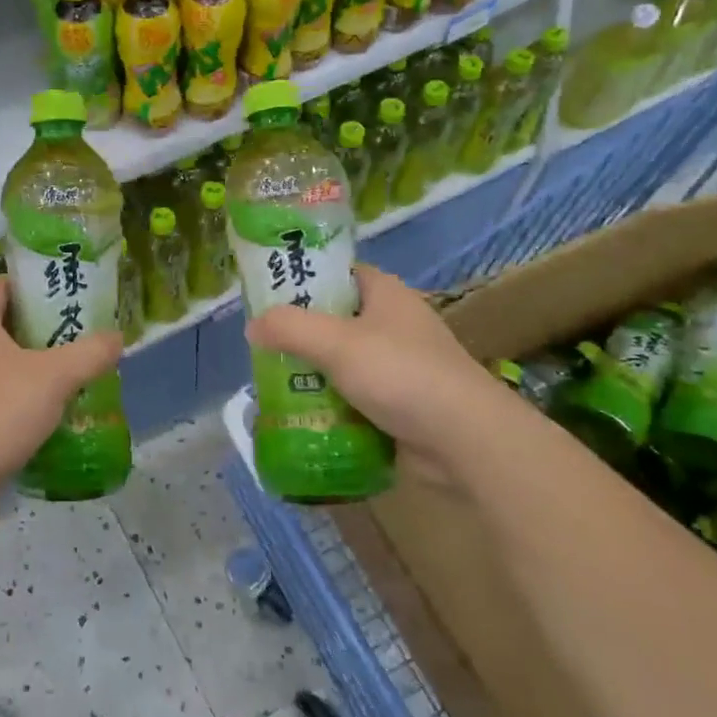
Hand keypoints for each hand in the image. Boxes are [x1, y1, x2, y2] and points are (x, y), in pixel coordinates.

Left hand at [0, 276, 121, 524]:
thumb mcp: (55, 377)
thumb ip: (90, 353)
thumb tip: (118, 337)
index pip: (1, 284)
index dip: (32, 283)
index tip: (64, 294)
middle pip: (1, 322)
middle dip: (38, 328)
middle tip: (75, 335)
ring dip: (29, 365)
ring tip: (68, 373)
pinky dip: (16, 395)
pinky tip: (46, 412)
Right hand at [245, 265, 501, 477]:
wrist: (465, 443)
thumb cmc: (401, 374)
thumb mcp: (335, 343)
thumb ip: (288, 328)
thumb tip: (252, 327)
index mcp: (386, 294)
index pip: (338, 273)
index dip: (303, 279)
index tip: (267, 296)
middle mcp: (394, 324)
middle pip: (335, 320)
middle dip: (300, 334)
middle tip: (263, 347)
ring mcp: (400, 366)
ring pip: (343, 362)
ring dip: (312, 374)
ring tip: (273, 385)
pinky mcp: (401, 405)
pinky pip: (355, 397)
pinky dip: (331, 404)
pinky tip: (303, 415)